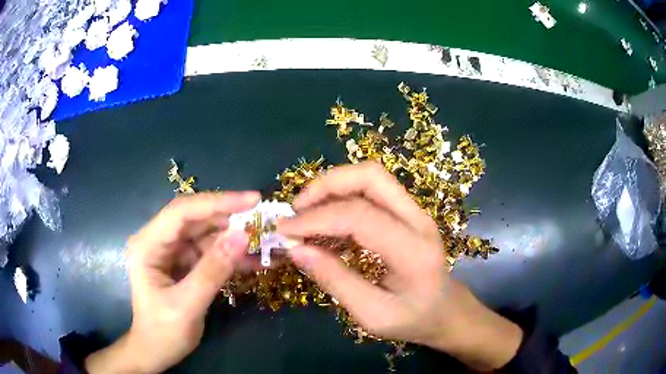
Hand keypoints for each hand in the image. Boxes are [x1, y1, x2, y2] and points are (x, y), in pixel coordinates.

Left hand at [85, 192, 259, 373]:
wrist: (156, 352)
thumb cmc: (163, 332)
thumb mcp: (187, 305)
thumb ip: (212, 271)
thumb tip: (243, 236)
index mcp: (148, 245)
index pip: (182, 212)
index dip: (217, 202)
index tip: (252, 201)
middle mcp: (159, 241)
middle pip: (196, 219)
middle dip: (229, 218)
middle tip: (263, 219)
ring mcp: (172, 252)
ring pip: (206, 234)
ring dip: (234, 238)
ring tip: (265, 241)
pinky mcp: (184, 263)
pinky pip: (211, 252)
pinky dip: (231, 256)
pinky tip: (254, 261)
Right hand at [278, 162, 522, 370]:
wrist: (447, 311)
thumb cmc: (413, 319)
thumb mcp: (372, 314)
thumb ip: (336, 281)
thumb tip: (296, 249)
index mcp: (414, 251)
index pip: (360, 216)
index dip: (317, 219)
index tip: (285, 230)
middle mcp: (418, 220)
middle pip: (371, 176)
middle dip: (327, 185)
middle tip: (297, 209)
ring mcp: (416, 212)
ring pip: (372, 177)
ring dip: (333, 187)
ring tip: (306, 213)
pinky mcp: (408, 213)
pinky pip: (373, 191)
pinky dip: (343, 197)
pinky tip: (326, 221)